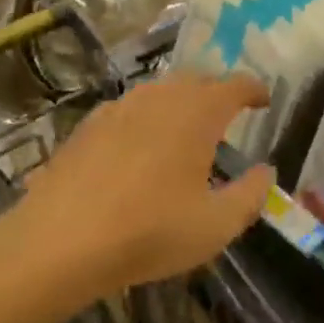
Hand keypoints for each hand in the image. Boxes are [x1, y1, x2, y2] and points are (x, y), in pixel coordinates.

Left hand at [15, 73, 274, 305]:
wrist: (58, 242)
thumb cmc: (148, 232)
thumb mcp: (215, 226)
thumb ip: (250, 195)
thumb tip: (265, 171)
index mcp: (197, 113)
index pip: (235, 85)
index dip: (254, 90)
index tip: (264, 100)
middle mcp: (161, 97)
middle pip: (197, 80)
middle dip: (217, 92)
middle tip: (228, 116)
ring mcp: (120, 107)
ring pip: (161, 91)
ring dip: (180, 102)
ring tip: (186, 129)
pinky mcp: (89, 124)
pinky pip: (130, 109)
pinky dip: (146, 118)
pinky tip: (139, 147)